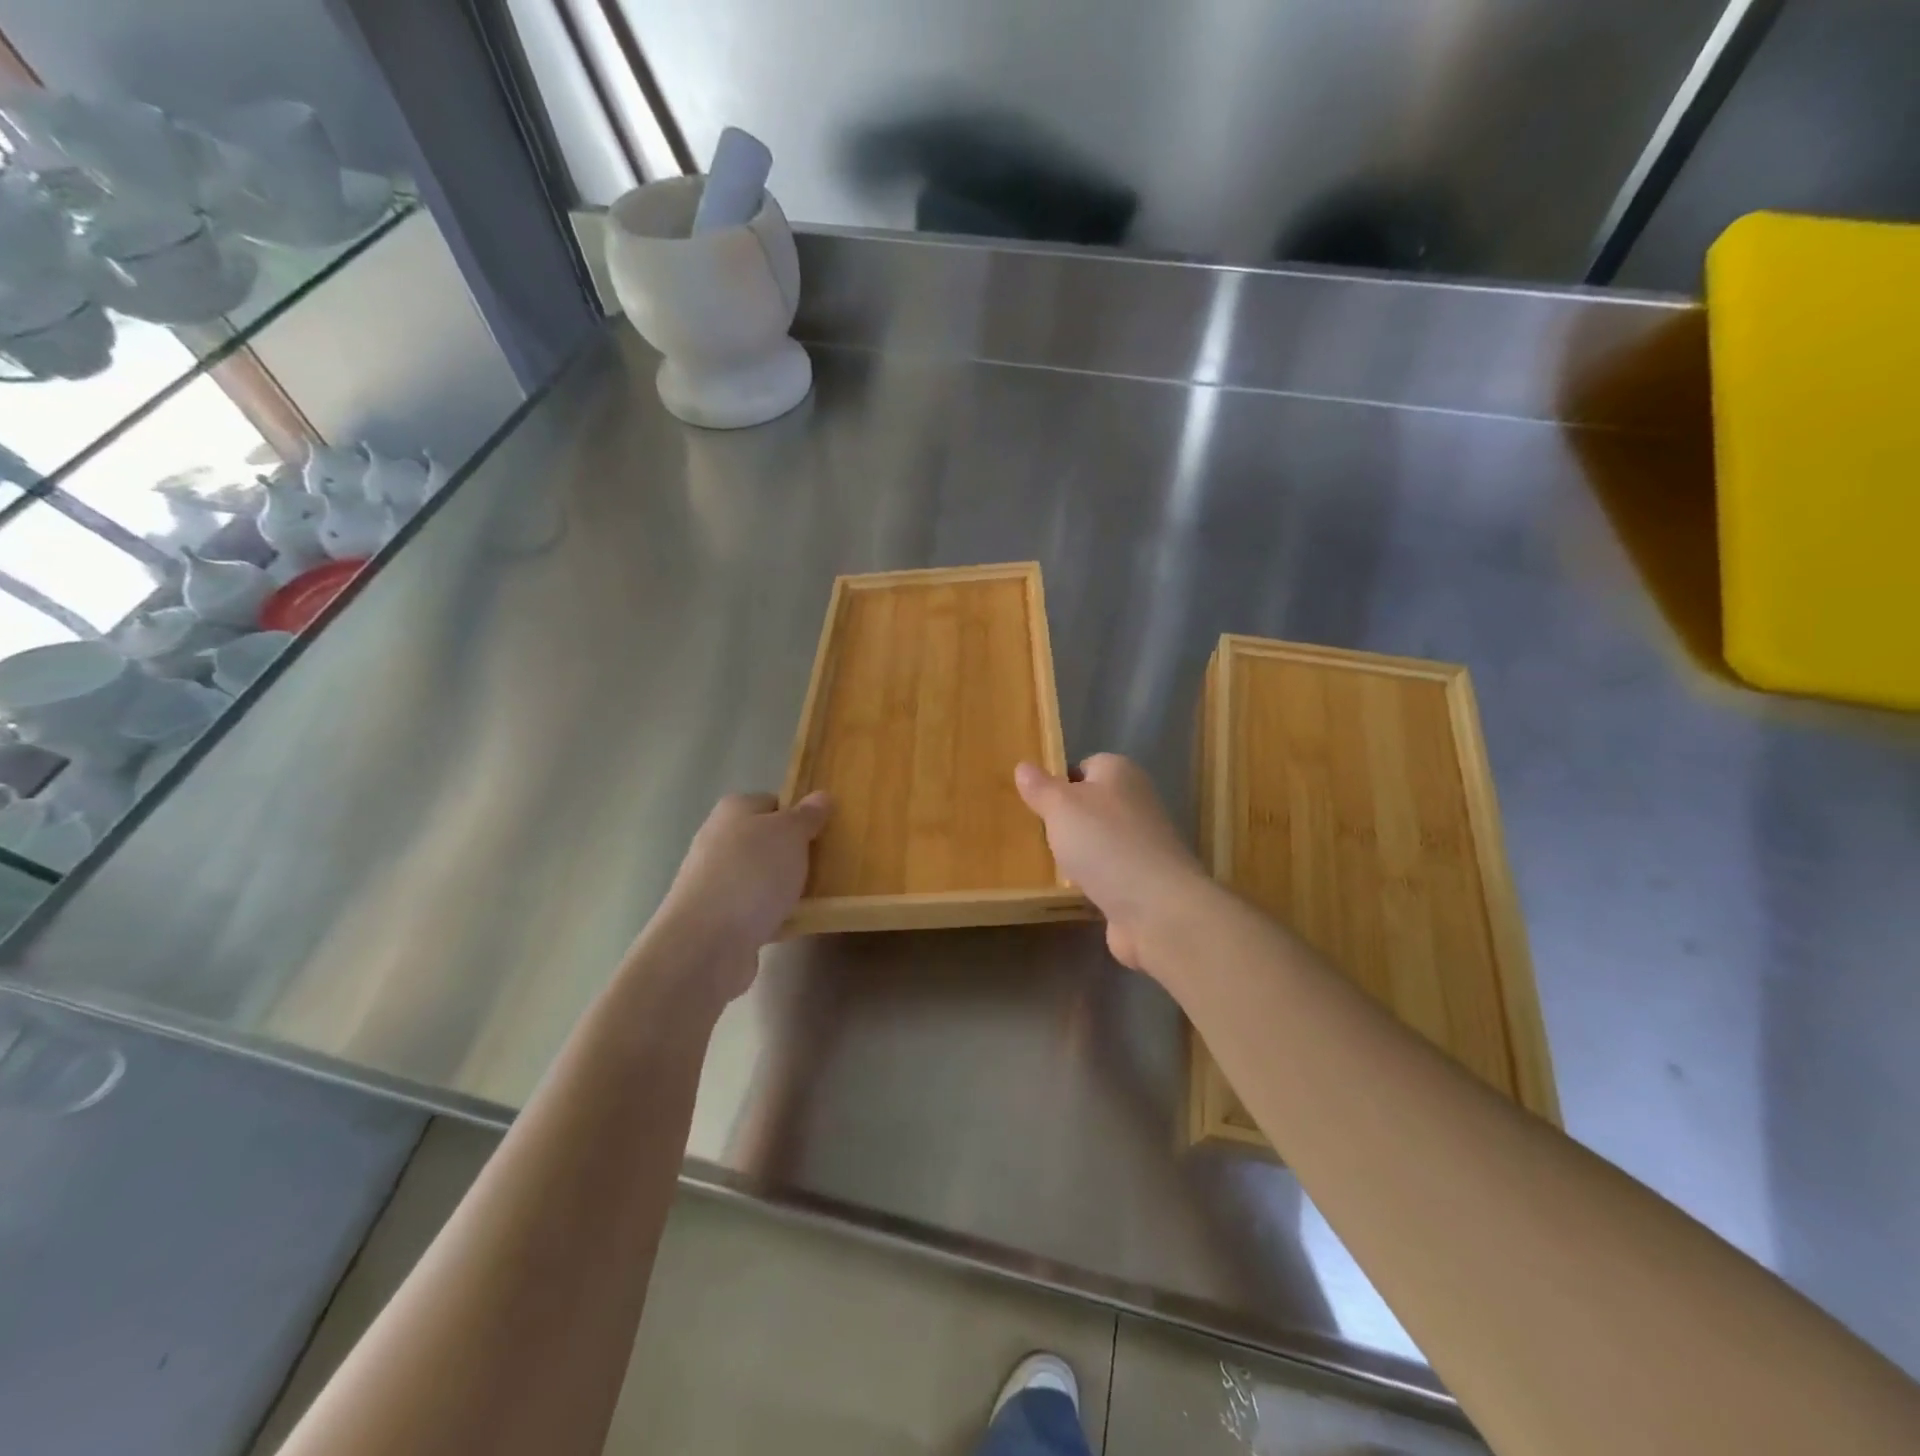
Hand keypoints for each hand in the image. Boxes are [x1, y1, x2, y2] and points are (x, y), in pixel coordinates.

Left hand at [645, 791, 830, 1001]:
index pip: (773, 802)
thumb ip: (807, 815)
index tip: (824, 833)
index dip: (799, 815)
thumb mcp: (790, 834)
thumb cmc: (753, 874)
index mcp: (733, 810)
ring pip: (761, 877)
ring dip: (785, 887)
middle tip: (826, 865)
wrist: (707, 943)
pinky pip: (755, 910)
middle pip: (766, 841)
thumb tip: (821, 796)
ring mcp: (714, 881)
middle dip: (794, 854)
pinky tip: (793, 924)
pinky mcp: (716, 918)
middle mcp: (718, 840)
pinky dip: (773, 915)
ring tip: (816, 898)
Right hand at [1015, 754, 1210, 971]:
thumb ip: (1041, 787)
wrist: (1156, 908)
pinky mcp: (1144, 879)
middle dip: (1066, 819)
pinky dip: (1092, 879)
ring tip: (1048, 863)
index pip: (1086, 765)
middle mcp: (1137, 801)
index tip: (1035, 802)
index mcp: (1120, 773)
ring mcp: (1144, 843)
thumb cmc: (1104, 843)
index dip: (1060, 781)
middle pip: (1092, 804)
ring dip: (1078, 852)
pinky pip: (1109, 871)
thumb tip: (1023, 766)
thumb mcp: (1060, 807)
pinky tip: (1073, 889)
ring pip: (1100, 839)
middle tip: (1036, 833)